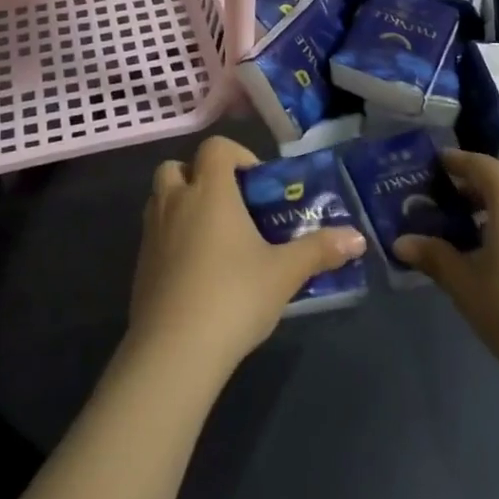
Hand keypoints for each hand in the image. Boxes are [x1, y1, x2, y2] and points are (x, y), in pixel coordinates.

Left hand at [126, 136, 365, 379]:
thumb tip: (358, 238)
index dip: (237, 155)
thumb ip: (319, 250)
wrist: (174, 350)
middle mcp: (175, 201)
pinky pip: (154, 233)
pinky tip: (196, 272)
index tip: (257, 184)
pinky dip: (172, 238)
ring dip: (183, 204)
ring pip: (161, 198)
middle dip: (200, 177)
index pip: (215, 147)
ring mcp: (151, 232)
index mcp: (210, 191)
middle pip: (178, 167)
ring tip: (214, 238)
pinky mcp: (140, 264)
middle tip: (230, 206)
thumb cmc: (234, 296)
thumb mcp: (284, 273)